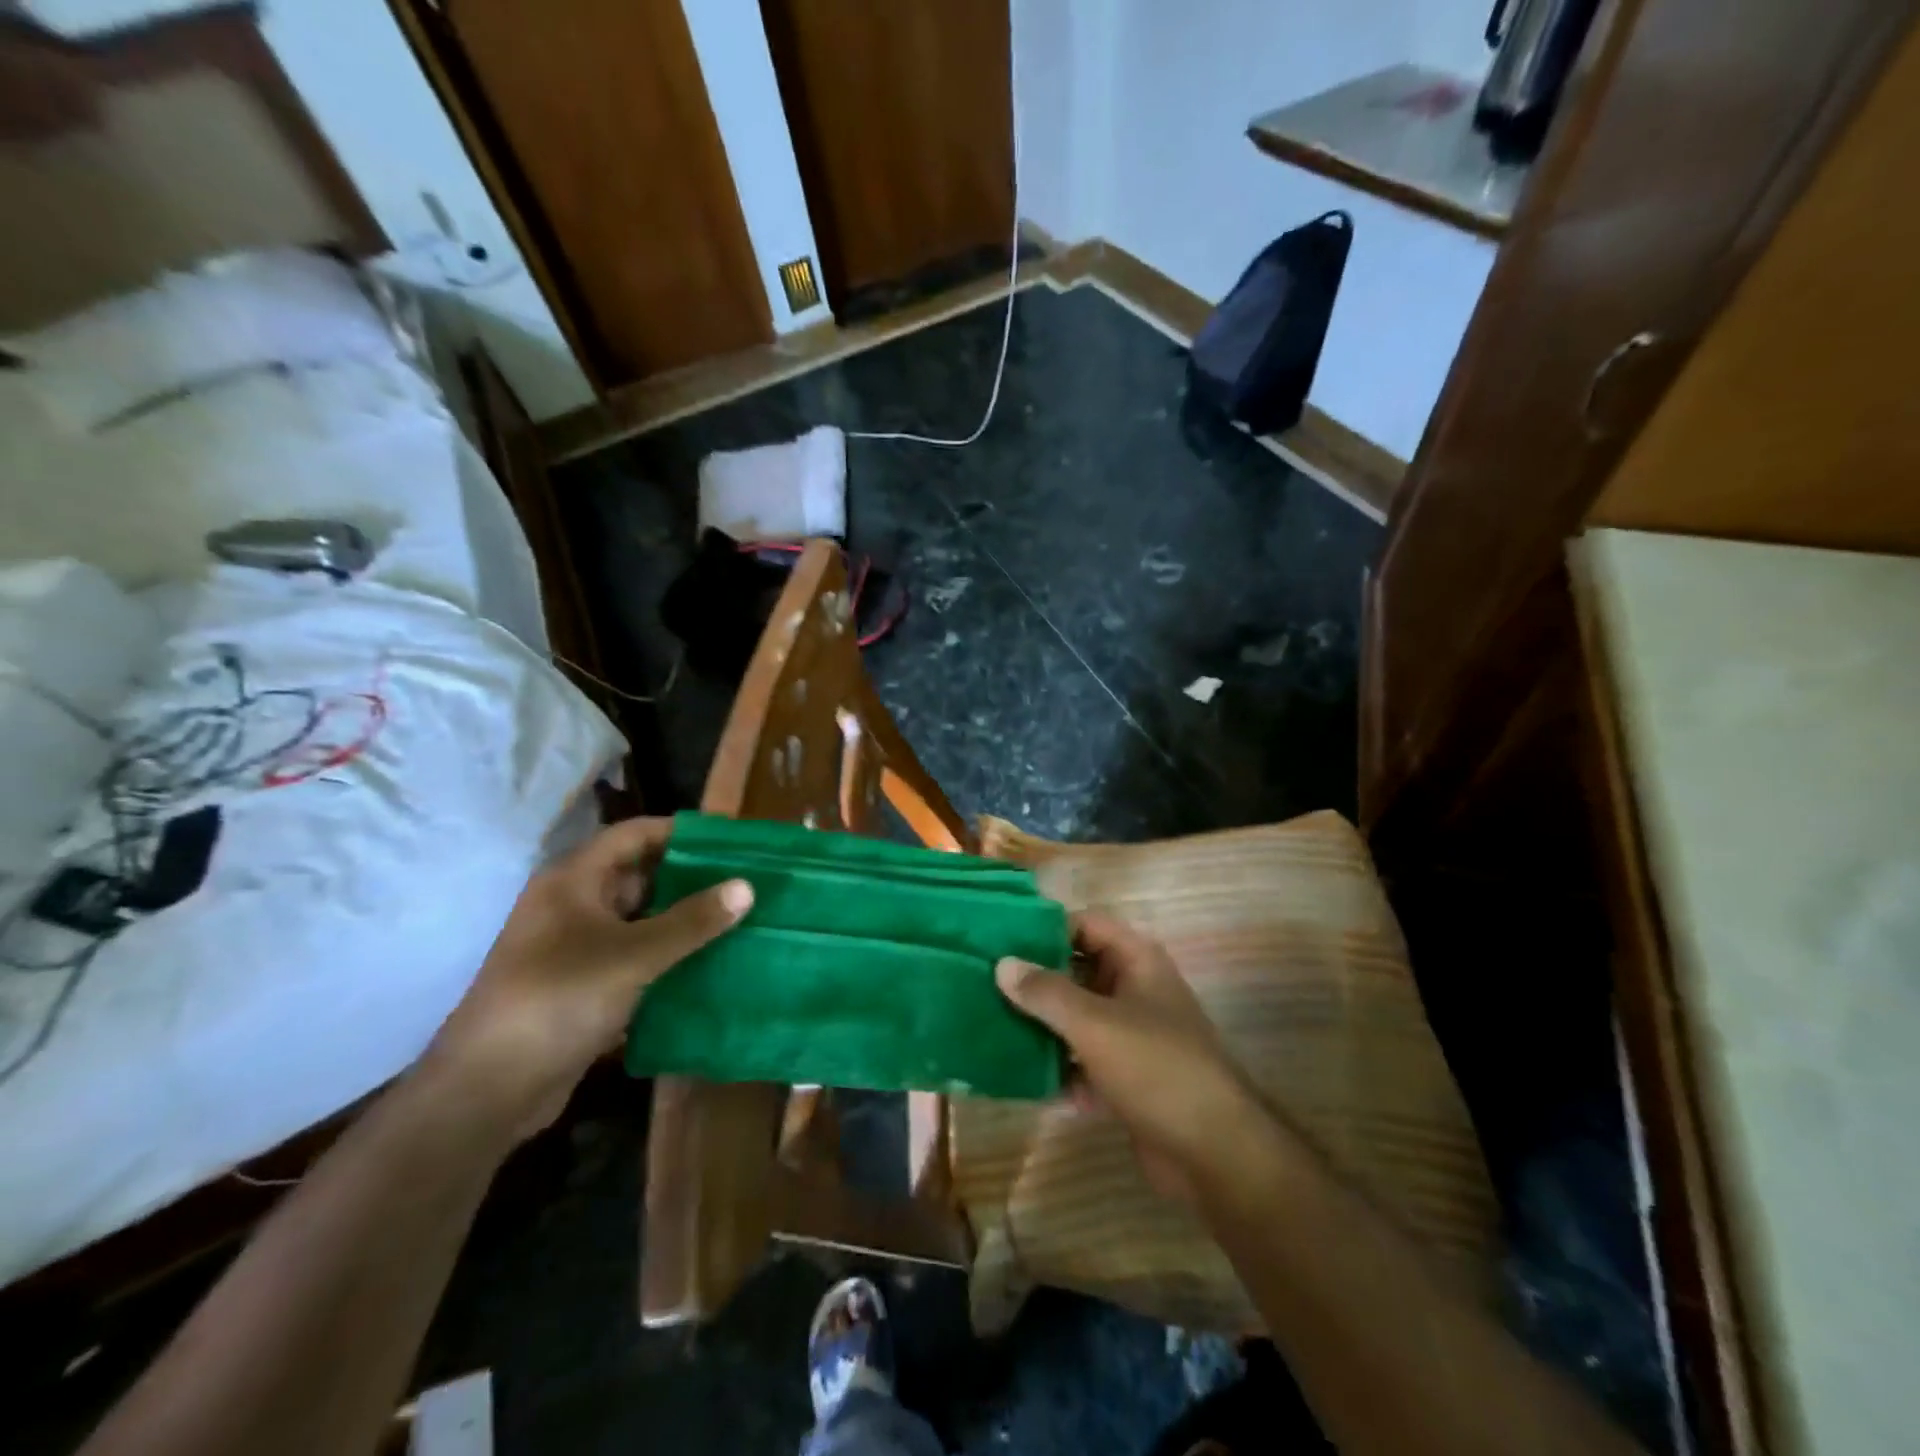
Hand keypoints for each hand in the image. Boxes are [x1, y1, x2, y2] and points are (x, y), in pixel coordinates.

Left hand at [424, 817, 750, 1142]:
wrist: (488, 1091)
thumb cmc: (558, 1000)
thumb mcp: (632, 955)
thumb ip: (691, 921)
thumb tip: (747, 885)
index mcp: (574, 881)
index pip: (635, 835)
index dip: (682, 832)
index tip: (732, 839)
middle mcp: (574, 905)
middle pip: (640, 876)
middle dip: (691, 877)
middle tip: (746, 880)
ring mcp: (577, 948)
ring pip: (641, 920)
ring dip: (684, 920)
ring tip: (740, 919)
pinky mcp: (584, 986)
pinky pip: (636, 957)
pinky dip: (670, 955)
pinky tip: (710, 962)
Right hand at [996, 913, 1264, 1205]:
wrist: (1213, 1154)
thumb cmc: (1155, 1068)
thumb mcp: (1094, 1023)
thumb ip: (1046, 992)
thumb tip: (1003, 963)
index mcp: (1137, 961)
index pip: (1086, 924)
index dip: (1046, 927)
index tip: (1000, 938)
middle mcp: (1135, 990)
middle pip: (1077, 971)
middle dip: (1035, 980)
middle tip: (983, 982)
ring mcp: (1132, 1036)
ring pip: (1077, 1019)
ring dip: (1042, 1026)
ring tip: (989, 1025)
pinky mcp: (1126, 1078)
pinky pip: (1083, 1061)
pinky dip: (1058, 1069)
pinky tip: (1019, 1078)